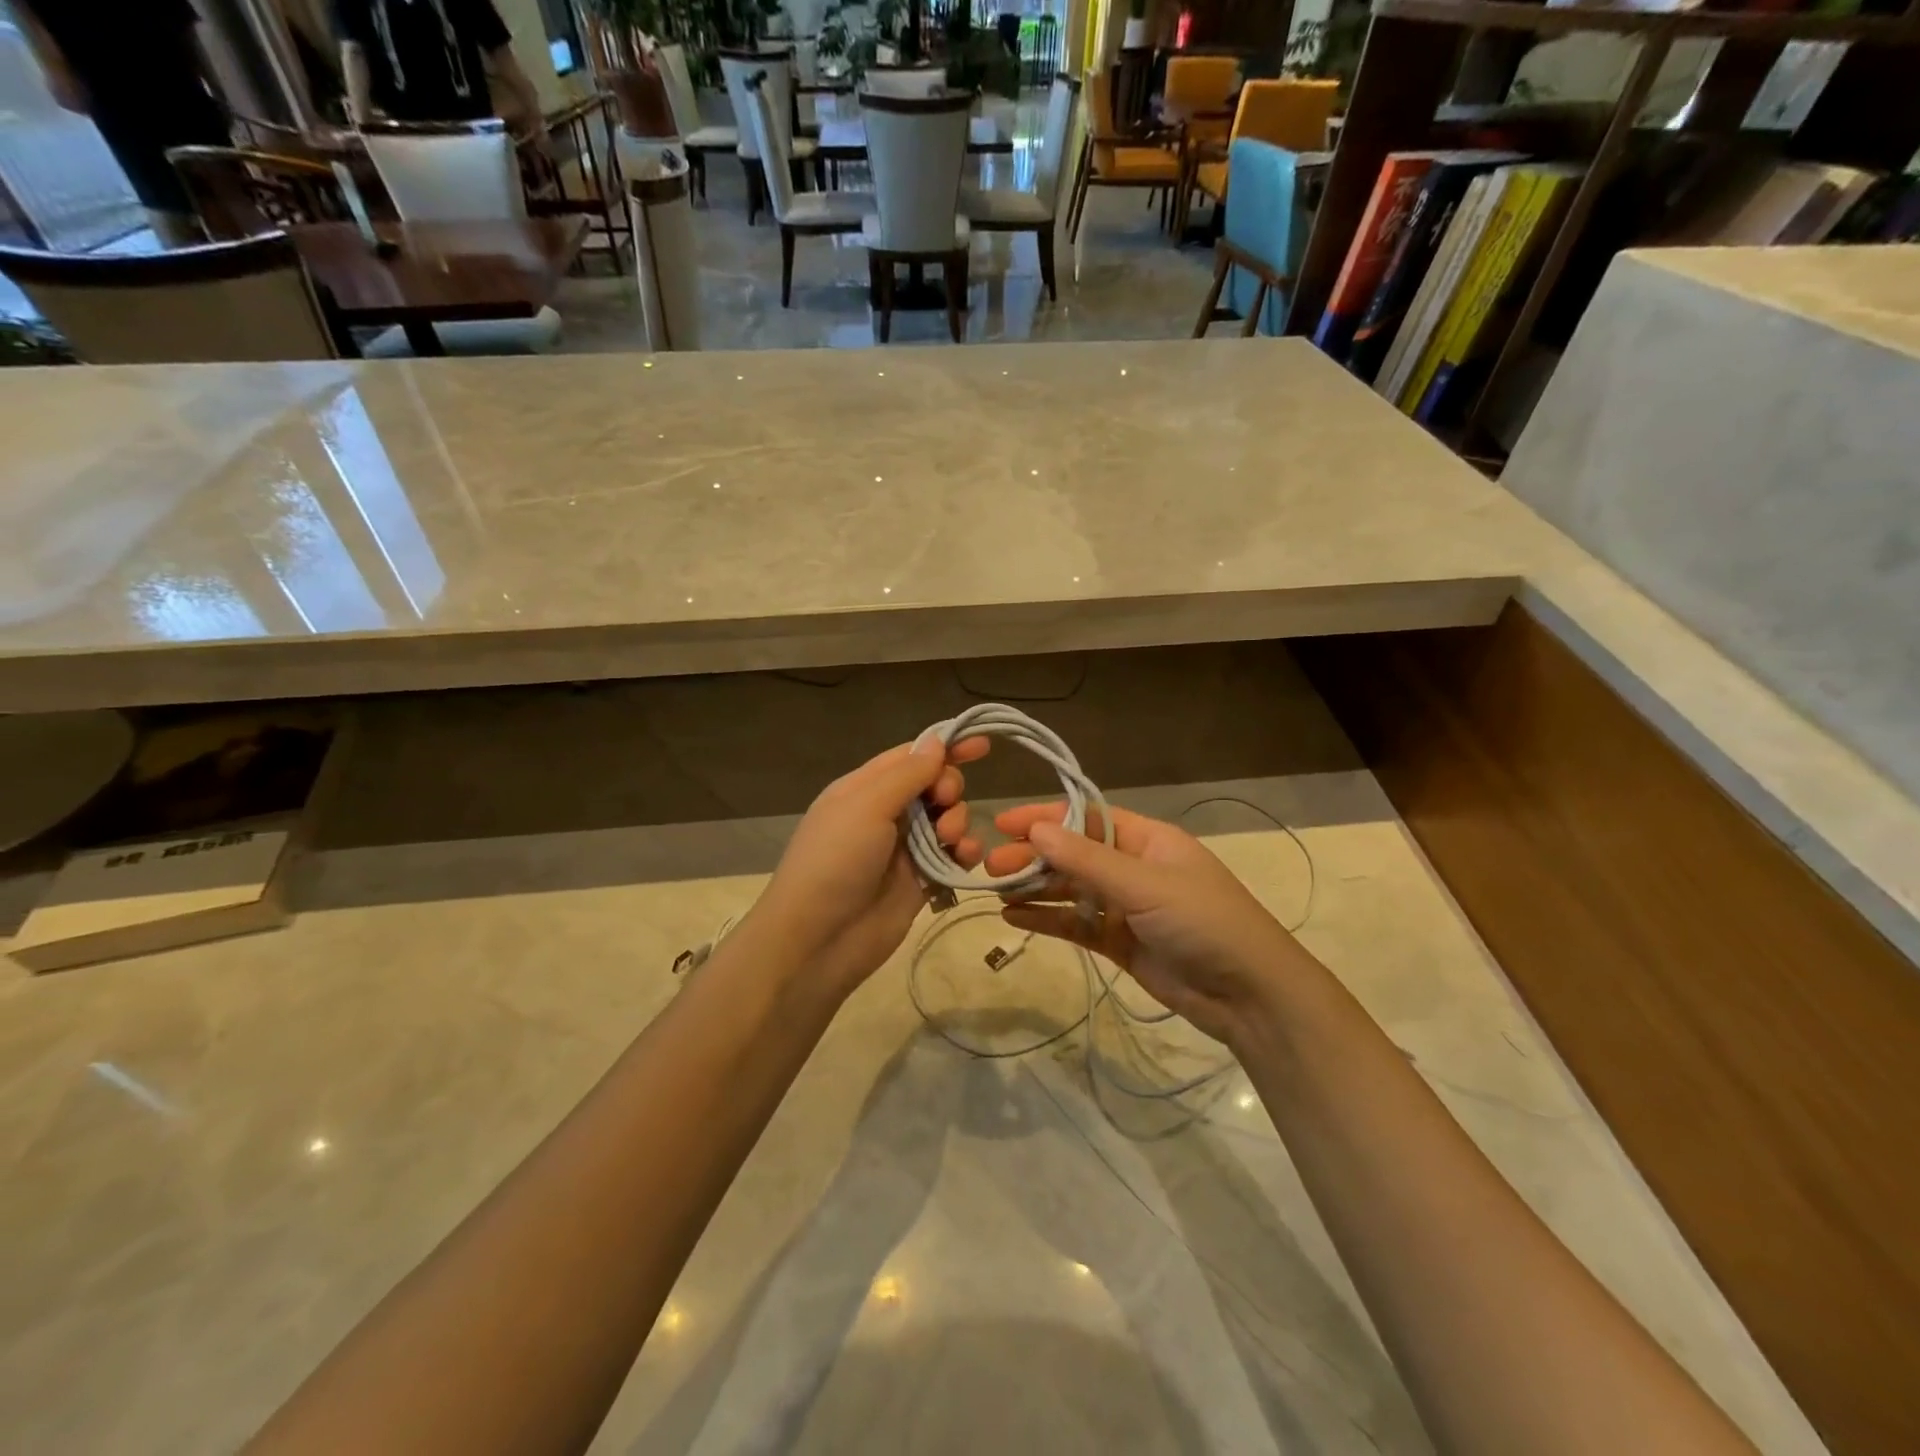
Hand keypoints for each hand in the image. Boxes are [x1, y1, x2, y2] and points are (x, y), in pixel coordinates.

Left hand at [748, 737, 987, 1000]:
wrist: (818, 941)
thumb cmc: (835, 862)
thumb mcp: (866, 806)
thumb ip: (907, 774)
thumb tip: (937, 741)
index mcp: (864, 788)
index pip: (910, 756)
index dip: (945, 747)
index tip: (982, 745)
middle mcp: (885, 814)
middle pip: (934, 785)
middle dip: (949, 788)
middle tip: (945, 803)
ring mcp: (904, 849)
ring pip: (948, 820)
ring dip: (958, 822)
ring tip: (949, 840)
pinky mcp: (921, 882)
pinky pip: (952, 856)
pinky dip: (964, 853)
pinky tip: (964, 859)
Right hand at [984, 804, 1306, 1046]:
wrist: (1249, 996)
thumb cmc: (1204, 922)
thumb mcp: (1145, 885)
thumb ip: (1087, 860)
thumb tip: (1036, 829)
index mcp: (1148, 840)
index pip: (1086, 818)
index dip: (1045, 817)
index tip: (1003, 823)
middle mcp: (1134, 868)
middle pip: (1073, 854)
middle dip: (1034, 857)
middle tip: (991, 866)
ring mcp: (1126, 907)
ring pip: (1071, 890)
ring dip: (1035, 888)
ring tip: (995, 891)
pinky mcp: (1119, 943)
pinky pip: (1076, 925)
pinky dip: (1047, 920)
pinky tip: (1013, 918)